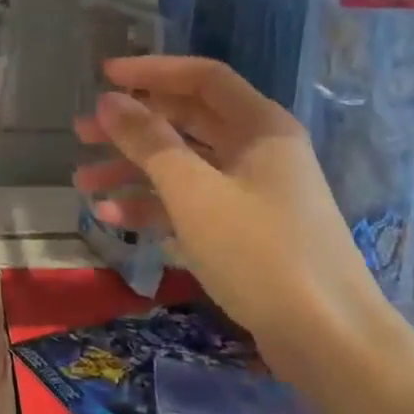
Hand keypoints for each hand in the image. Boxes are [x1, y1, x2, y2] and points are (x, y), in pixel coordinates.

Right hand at [73, 56, 384, 337]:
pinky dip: (155, 207)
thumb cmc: (261, 253)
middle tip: (82, 133)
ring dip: (134, 170)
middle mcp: (258, 150)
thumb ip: (149, 142)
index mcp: (259, 126)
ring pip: (184, 166)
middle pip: (187, 121)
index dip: (151, 71)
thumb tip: (110, 101)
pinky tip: (113, 217)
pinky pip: (193, 204)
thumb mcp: (195, 193)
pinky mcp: (245, 232)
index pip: (202, 78)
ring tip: (83, 182)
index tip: (103, 77)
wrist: (330, 342)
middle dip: (133, 126)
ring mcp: (253, 193)